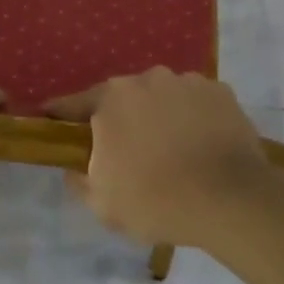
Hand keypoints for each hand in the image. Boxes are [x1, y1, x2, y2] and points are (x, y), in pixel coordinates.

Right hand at [46, 68, 283, 247]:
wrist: (232, 201)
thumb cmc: (157, 201)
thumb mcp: (103, 204)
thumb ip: (79, 180)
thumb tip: (73, 167)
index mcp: (111, 99)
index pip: (74, 103)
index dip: (60, 115)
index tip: (50, 120)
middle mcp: (146, 79)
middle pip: (122, 98)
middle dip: (119, 120)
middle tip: (125, 151)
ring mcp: (187, 81)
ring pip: (161, 97)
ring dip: (158, 116)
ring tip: (170, 150)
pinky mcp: (220, 92)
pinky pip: (195, 103)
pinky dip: (192, 118)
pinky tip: (199, 146)